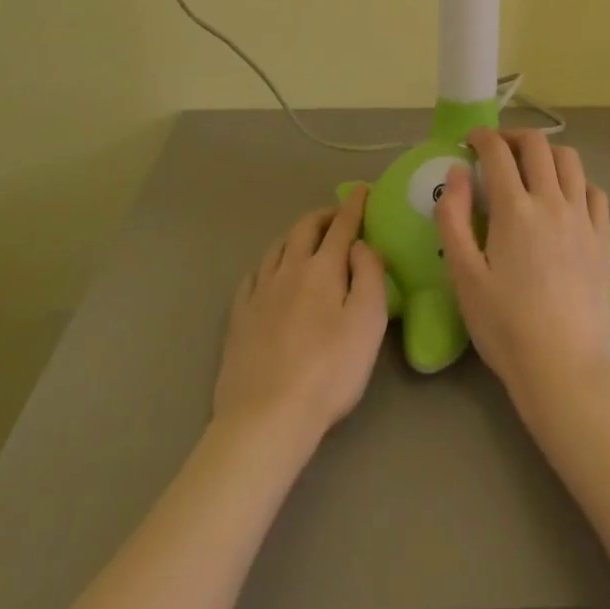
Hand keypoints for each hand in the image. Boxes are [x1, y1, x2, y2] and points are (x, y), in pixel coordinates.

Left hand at [213, 186, 389, 444]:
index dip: (354, 205)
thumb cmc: (329, 371)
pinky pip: (253, 276)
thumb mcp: (368, 322)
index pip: (342, 225)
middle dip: (323, 216)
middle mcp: (288, 270)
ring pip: (277, 248)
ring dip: (295, 236)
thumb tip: (360, 245)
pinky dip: (268, 264)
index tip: (362, 190)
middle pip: (305, 229)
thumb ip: (370, 275)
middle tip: (337, 217)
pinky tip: (269, 274)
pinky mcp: (239, 317)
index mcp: (323, 268)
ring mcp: (259, 292)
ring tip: (306, 240)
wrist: (266, 417)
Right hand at [435, 130, 609, 413]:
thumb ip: (453, 218)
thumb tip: (457, 172)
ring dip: (547, 153)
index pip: (498, 152)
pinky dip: (577, 181)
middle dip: (513, 137)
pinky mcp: (604, 239)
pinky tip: (565, 198)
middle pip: (538, 145)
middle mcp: (553, 202)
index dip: (481, 138)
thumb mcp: (463, 276)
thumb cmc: (505, 326)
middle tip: (496, 150)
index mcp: (515, 210)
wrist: (563, 369)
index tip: (469, 141)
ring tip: (531, 168)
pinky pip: (594, 191)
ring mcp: (583, 219)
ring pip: (570, 160)